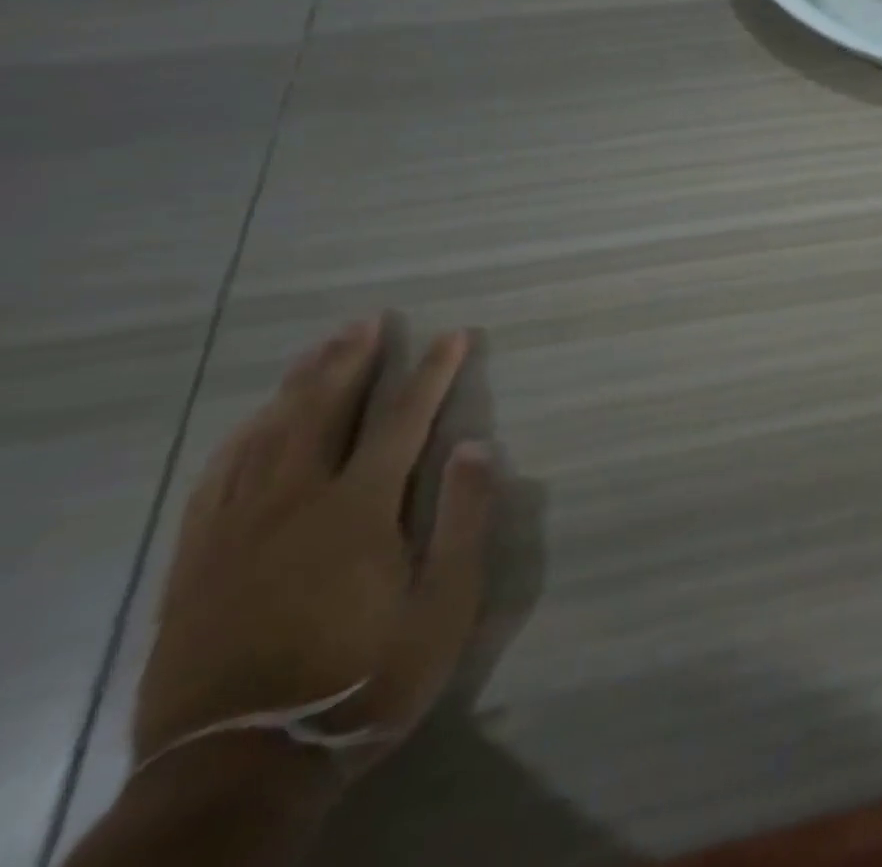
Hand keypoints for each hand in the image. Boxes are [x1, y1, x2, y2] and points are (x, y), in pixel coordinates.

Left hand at [134, 319, 492, 781]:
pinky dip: (241, 436)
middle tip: (371, 320)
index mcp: (357, 512)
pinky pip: (216, 478)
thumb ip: (462, 521)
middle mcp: (293, 504)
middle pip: (322, 412)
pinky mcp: (197, 562)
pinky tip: (254, 421)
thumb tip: (474, 446)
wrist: (239, 770)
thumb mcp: (442, 608)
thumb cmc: (362, 680)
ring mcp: (236, 531)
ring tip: (322, 349)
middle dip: (353, 360)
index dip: (432, 372)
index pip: (402, 420)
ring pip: (266, 435)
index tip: (454, 335)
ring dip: (299, 385)